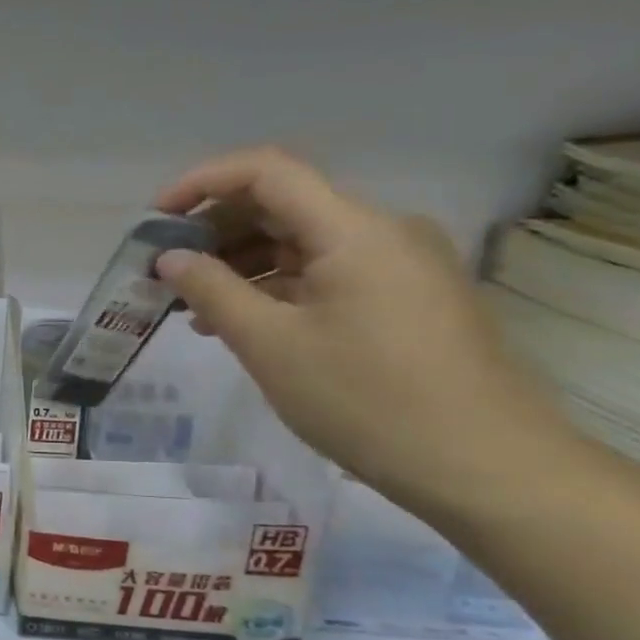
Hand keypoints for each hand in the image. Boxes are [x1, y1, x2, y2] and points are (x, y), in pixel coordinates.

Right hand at [152, 147, 568, 521]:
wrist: (484, 467)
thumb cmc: (366, 400)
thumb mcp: (270, 345)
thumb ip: (212, 291)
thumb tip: (170, 258)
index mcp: (354, 230)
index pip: (267, 172)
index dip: (202, 182)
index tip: (155, 218)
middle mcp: (383, 232)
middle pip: (284, 204)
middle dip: (216, 229)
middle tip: (165, 268)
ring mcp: (400, 266)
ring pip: (304, 243)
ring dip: (243, 263)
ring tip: (194, 306)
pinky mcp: (406, 299)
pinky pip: (328, 274)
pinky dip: (278, 287)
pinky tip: (243, 323)